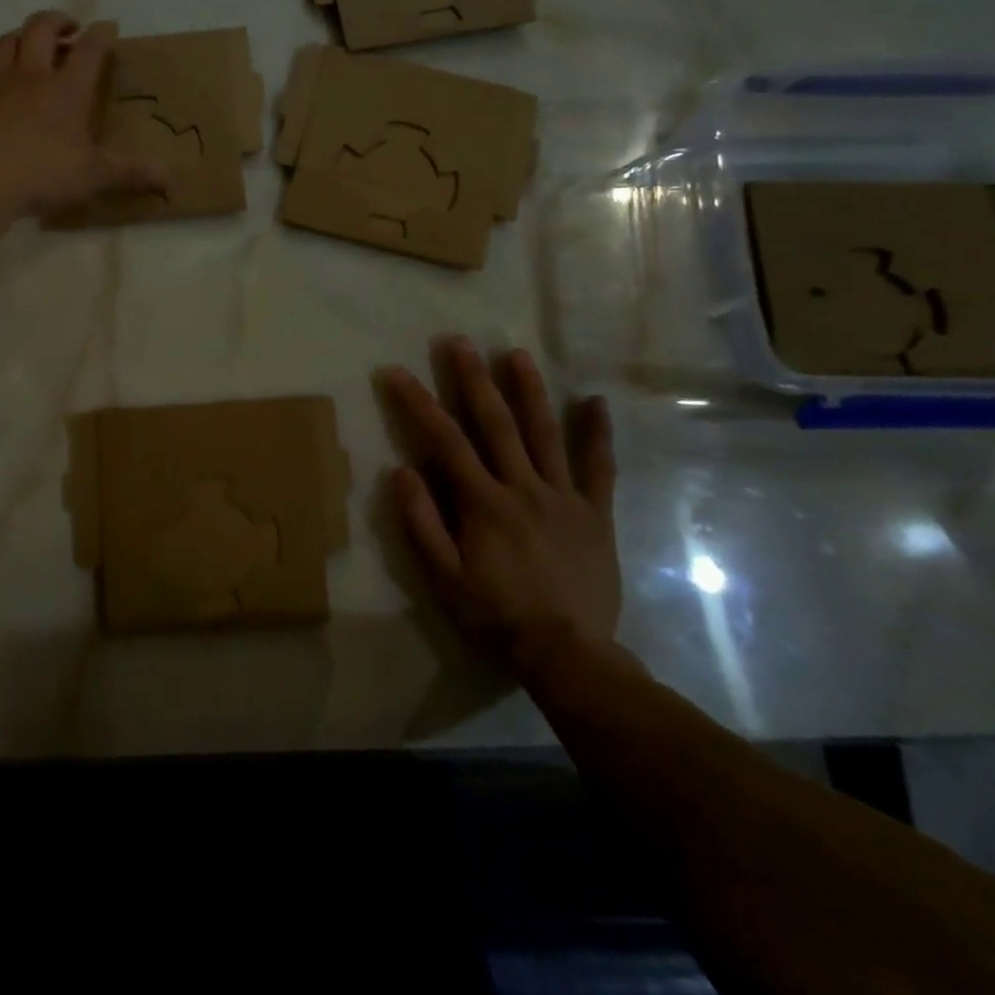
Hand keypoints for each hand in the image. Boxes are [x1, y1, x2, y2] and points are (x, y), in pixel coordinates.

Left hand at [0, 10, 167, 215]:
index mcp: (66, 90)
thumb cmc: (44, 175)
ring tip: (27, 44)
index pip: (89, 50)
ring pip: (4, 43)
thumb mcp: (96, 176)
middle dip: (56, 21)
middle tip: (67, 28)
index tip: (109, 28)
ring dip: (17, 37)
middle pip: (40, 29)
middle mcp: (30, 77)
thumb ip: (133, 173)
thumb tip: (172, 180)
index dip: (101, 35)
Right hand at [382, 337, 619, 670]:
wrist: (568, 653)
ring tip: (517, 354)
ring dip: (529, 391)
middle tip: (458, 341)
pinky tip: (595, 401)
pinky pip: (599, 468)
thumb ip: (422, 522)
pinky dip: (597, 433)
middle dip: (473, 378)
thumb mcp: (444, 577)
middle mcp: (523, 487)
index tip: (396, 371)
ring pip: (545, 433)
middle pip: (495, 423)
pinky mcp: (595, 513)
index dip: (417, 402)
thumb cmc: (496, 615)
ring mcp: (564, 497)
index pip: (444, 441)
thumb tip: (400, 471)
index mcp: (483, 502)